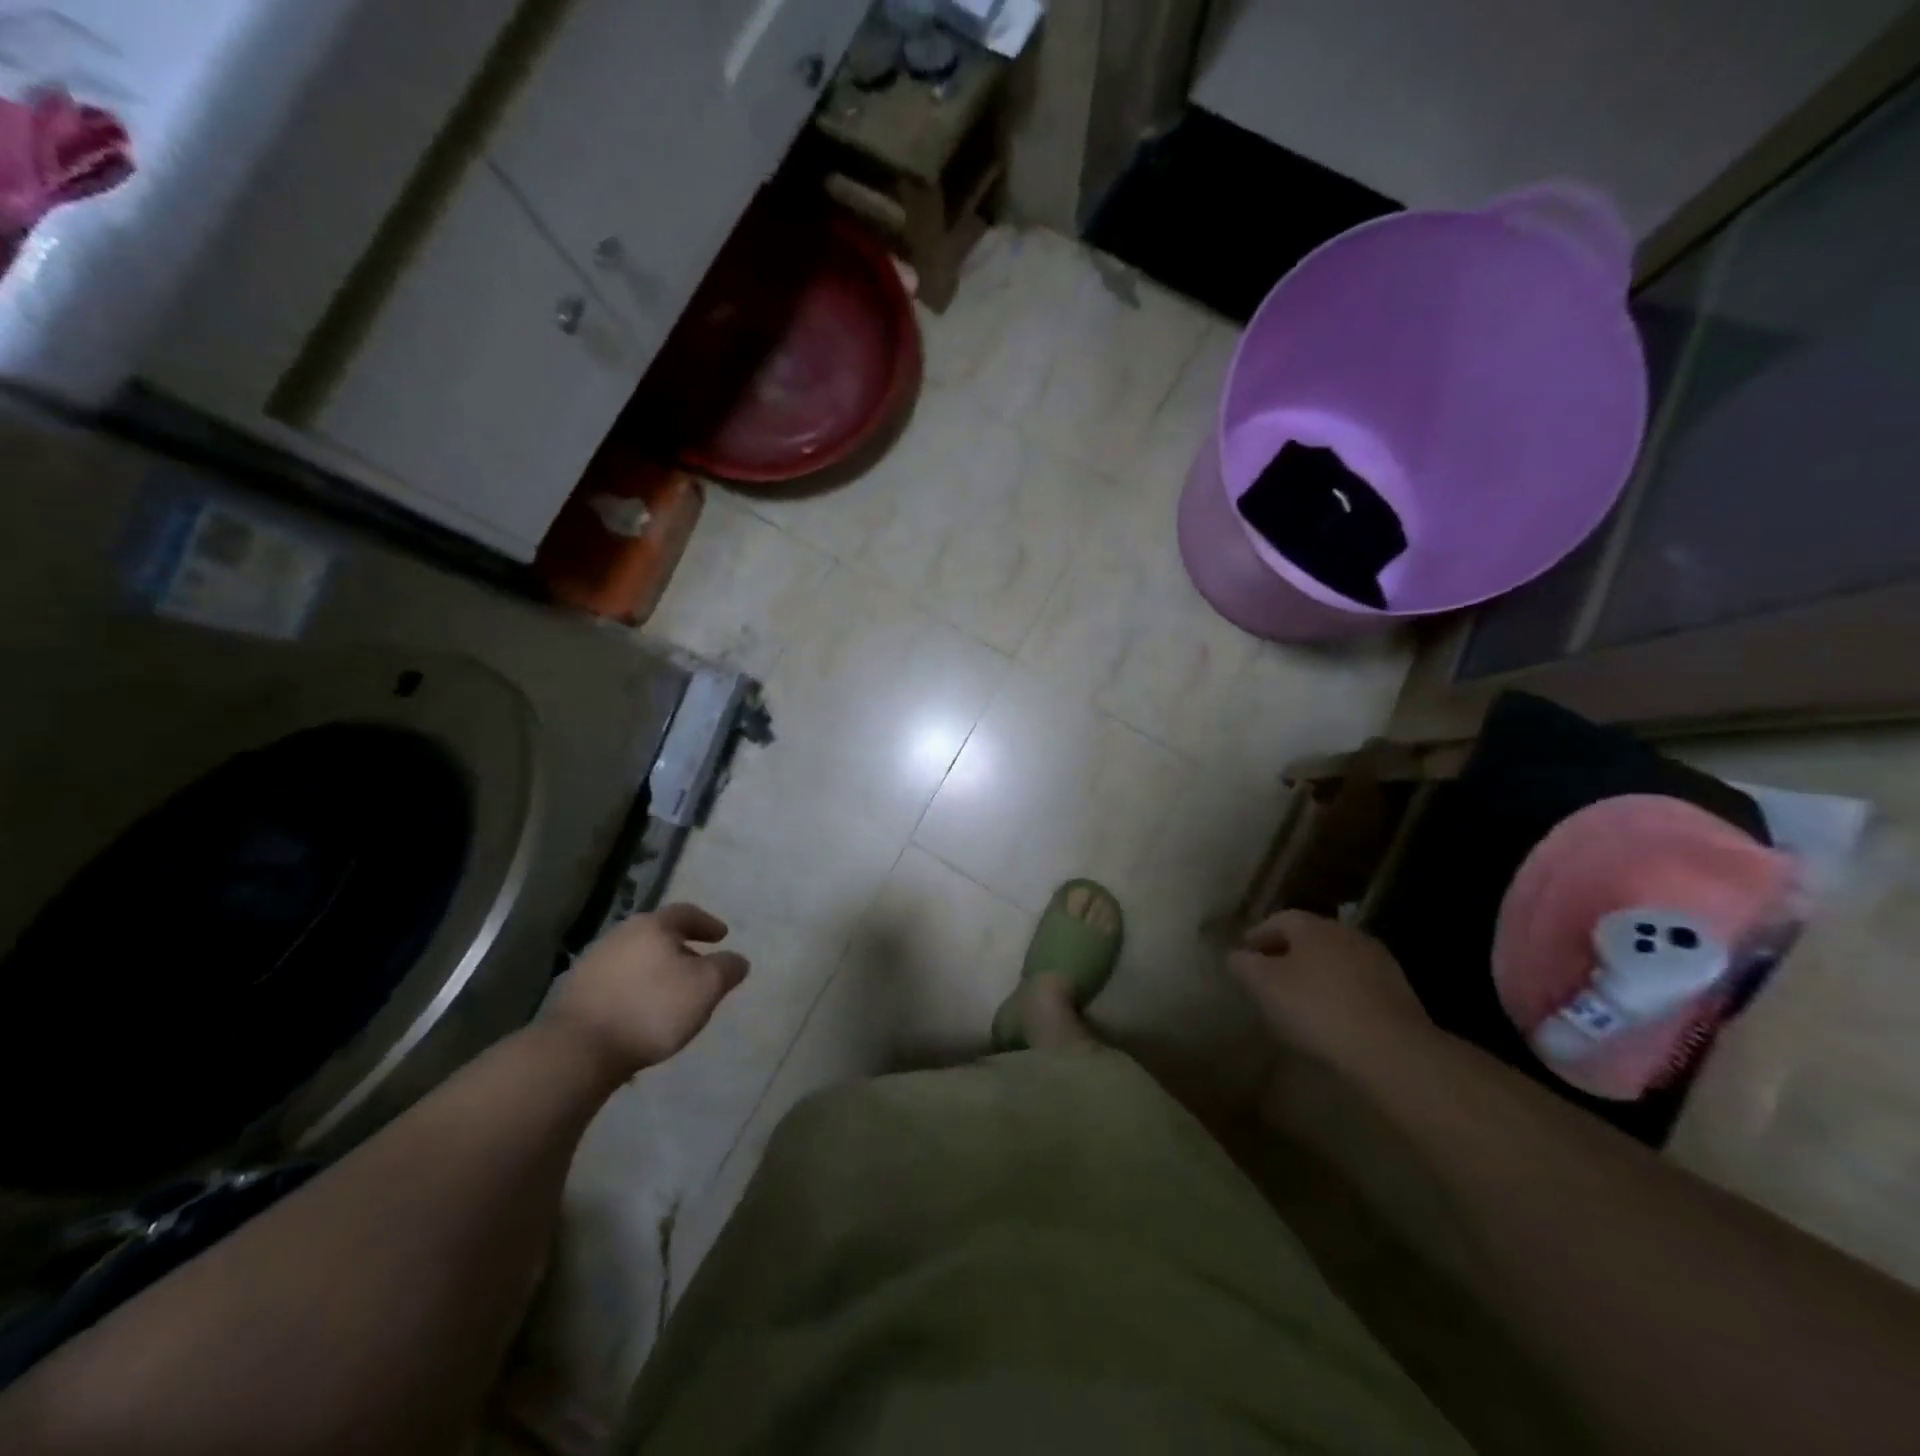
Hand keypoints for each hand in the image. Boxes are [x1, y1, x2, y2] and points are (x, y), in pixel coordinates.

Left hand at [545, 904, 748, 1080]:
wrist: (578, 1049)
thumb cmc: (651, 1009)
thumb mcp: (706, 987)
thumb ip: (727, 968)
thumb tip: (737, 960)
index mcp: (653, 926)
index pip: (686, 913)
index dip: (707, 923)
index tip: (722, 936)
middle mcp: (621, 935)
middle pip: (658, 934)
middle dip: (681, 947)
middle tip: (698, 965)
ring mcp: (593, 962)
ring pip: (636, 958)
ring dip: (656, 970)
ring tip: (671, 993)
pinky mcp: (576, 992)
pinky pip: (617, 982)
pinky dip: (635, 989)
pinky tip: (641, 1012)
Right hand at [1227, 910, 1428, 1067]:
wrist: (1391, 1049)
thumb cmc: (1317, 1008)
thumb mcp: (1265, 986)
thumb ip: (1244, 965)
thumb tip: (1235, 955)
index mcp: (1313, 926)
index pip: (1279, 919)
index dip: (1258, 935)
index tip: (1244, 954)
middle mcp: (1346, 933)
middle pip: (1310, 937)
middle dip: (1287, 952)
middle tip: (1269, 975)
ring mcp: (1377, 961)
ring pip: (1335, 959)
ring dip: (1316, 972)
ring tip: (1299, 997)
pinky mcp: (1398, 991)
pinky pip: (1356, 983)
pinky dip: (1339, 991)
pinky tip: (1332, 1015)